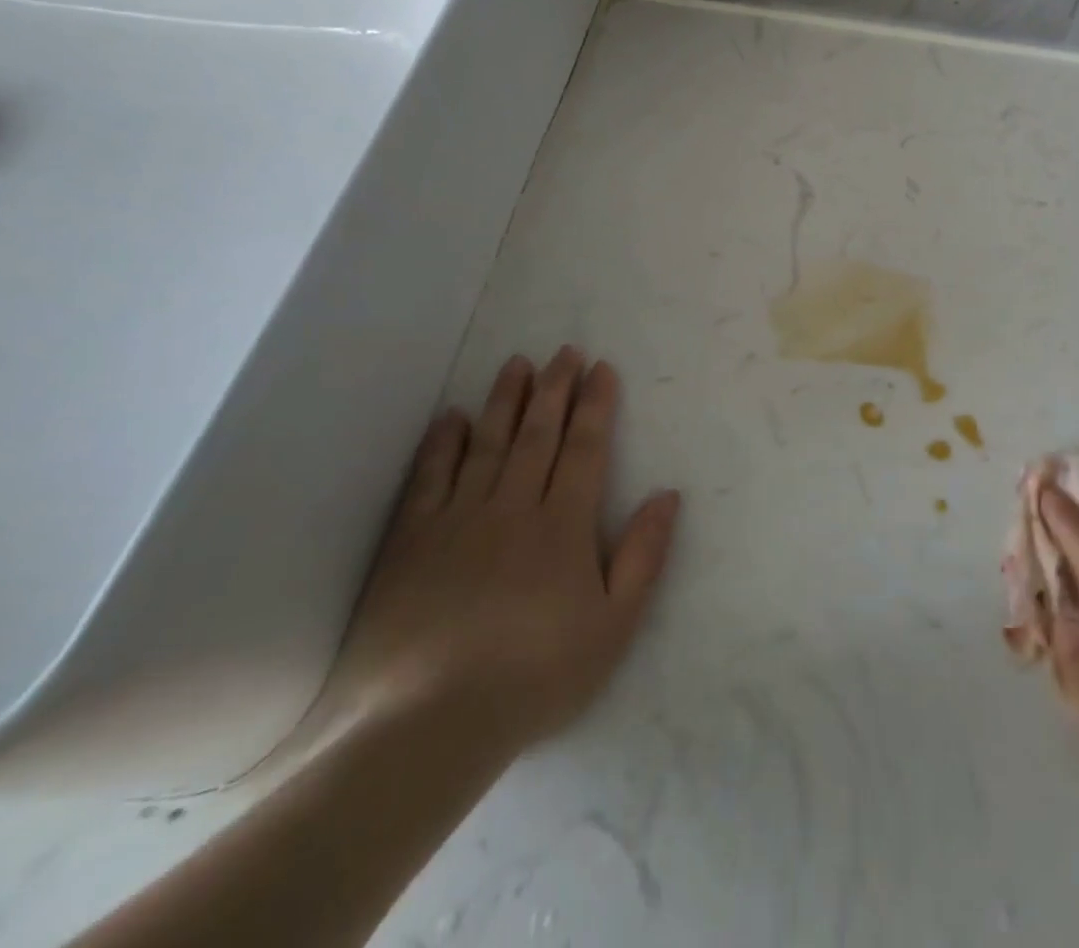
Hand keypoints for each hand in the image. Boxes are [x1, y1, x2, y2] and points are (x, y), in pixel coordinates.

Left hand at [327, 348, 680, 749]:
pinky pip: (429, 478)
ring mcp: (457, 520)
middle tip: (564, 351)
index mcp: (563, 525)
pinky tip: (453, 417)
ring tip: (516, 363)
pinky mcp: (411, 542)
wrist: (428, 726)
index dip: (596, 405)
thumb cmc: (537, 675)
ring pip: (487, 444)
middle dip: (554, 389)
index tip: (601, 369)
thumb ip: (643, 555)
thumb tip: (668, 495)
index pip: (585, 448)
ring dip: (505, 400)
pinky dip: (443, 443)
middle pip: (538, 434)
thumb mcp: (614, 625)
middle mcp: (513, 507)